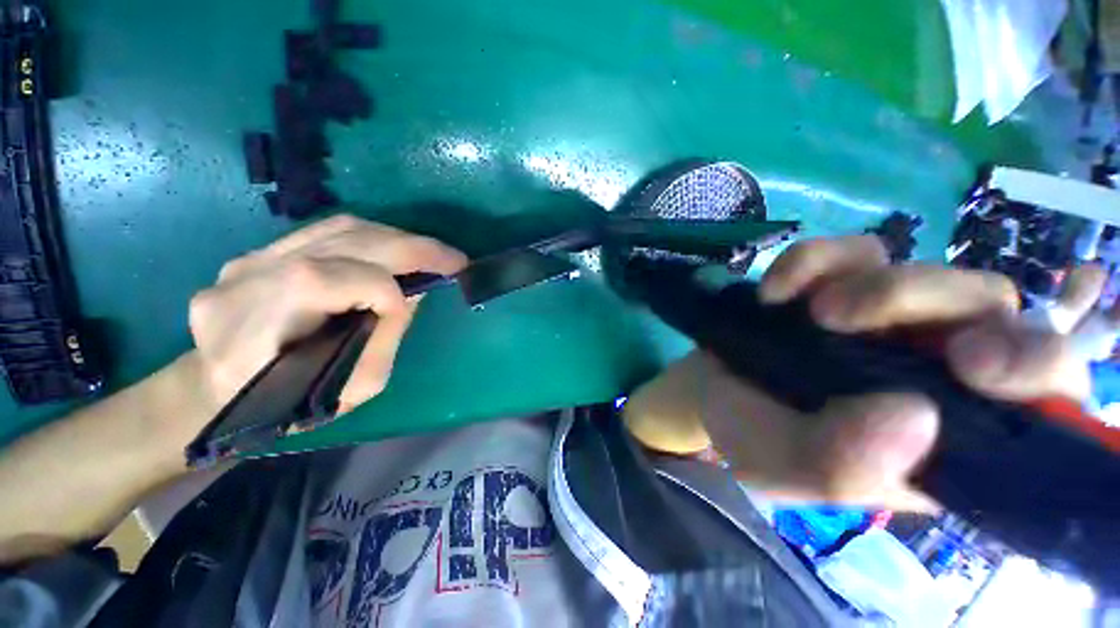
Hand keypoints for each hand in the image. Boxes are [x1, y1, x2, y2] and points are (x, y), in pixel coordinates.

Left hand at [188, 215, 466, 414]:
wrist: (212, 390)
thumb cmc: (284, 405)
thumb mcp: (349, 388)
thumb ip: (384, 336)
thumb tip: (413, 293)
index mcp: (259, 326)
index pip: (331, 281)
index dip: (383, 291)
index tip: (412, 305)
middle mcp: (248, 278)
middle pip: (342, 242)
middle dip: (411, 248)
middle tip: (453, 258)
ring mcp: (249, 258)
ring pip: (337, 229)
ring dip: (396, 238)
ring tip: (430, 253)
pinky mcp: (259, 252)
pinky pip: (325, 233)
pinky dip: (372, 238)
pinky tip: (394, 250)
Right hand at [626, 235, 1089, 509]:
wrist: (708, 392)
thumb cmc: (751, 440)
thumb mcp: (790, 472)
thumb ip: (846, 467)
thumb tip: (916, 418)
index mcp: (947, 433)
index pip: (1043, 395)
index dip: (1036, 367)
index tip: (974, 362)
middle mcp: (936, 368)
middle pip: (989, 308)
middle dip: (930, 301)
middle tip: (843, 318)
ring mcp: (889, 319)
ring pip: (924, 269)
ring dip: (866, 283)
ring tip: (805, 312)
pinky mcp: (839, 284)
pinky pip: (848, 253)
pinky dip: (812, 262)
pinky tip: (774, 292)